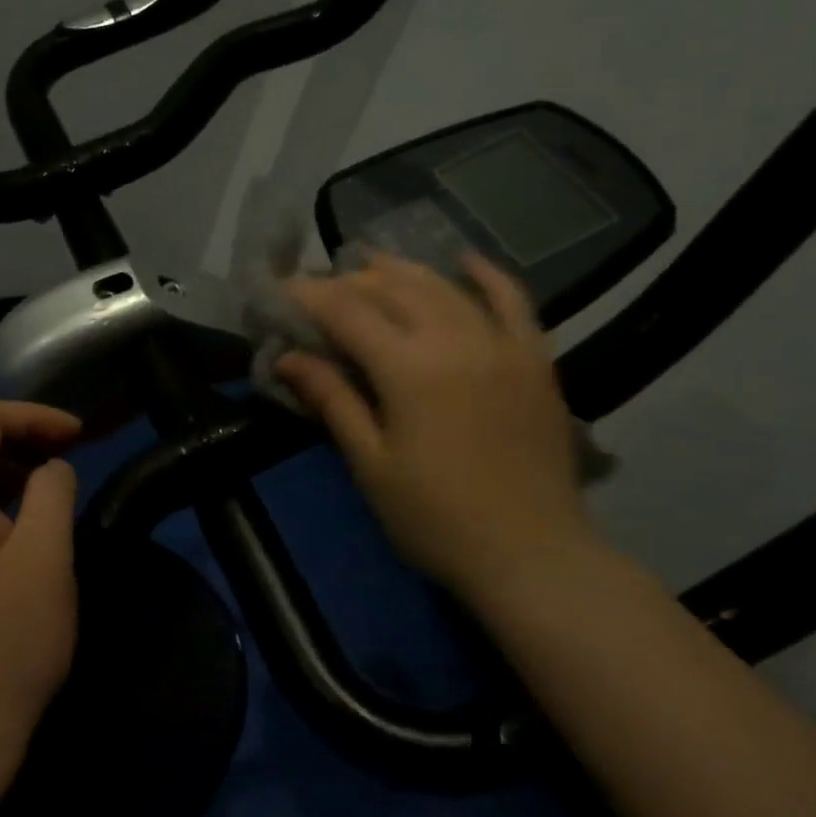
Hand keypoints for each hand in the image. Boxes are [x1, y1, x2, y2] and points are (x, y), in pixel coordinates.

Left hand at [0, 402, 81, 784]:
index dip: (33, 415)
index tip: (78, 435)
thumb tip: (52, 467)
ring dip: (7, 461)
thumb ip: (52, 491)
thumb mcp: (47, 556)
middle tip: (69, 447)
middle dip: (20, 432)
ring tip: (51, 478)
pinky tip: (22, 519)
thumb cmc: (10, 641)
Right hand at [277, 251, 596, 601]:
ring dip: (402, 270)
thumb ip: (332, 400)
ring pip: (444, 286)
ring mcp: (502, 345)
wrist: (533, 556)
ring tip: (369, 264)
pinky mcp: (535, 359)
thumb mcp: (371, 464)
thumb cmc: (437, 520)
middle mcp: (456, 340)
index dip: (309, 296)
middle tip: (320, 288)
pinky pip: (513, 300)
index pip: (347, 312)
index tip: (280, 290)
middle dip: (350, 282)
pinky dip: (486, 275)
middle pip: (393, 289)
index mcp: (410, 370)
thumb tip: (287, 356)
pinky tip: (463, 260)